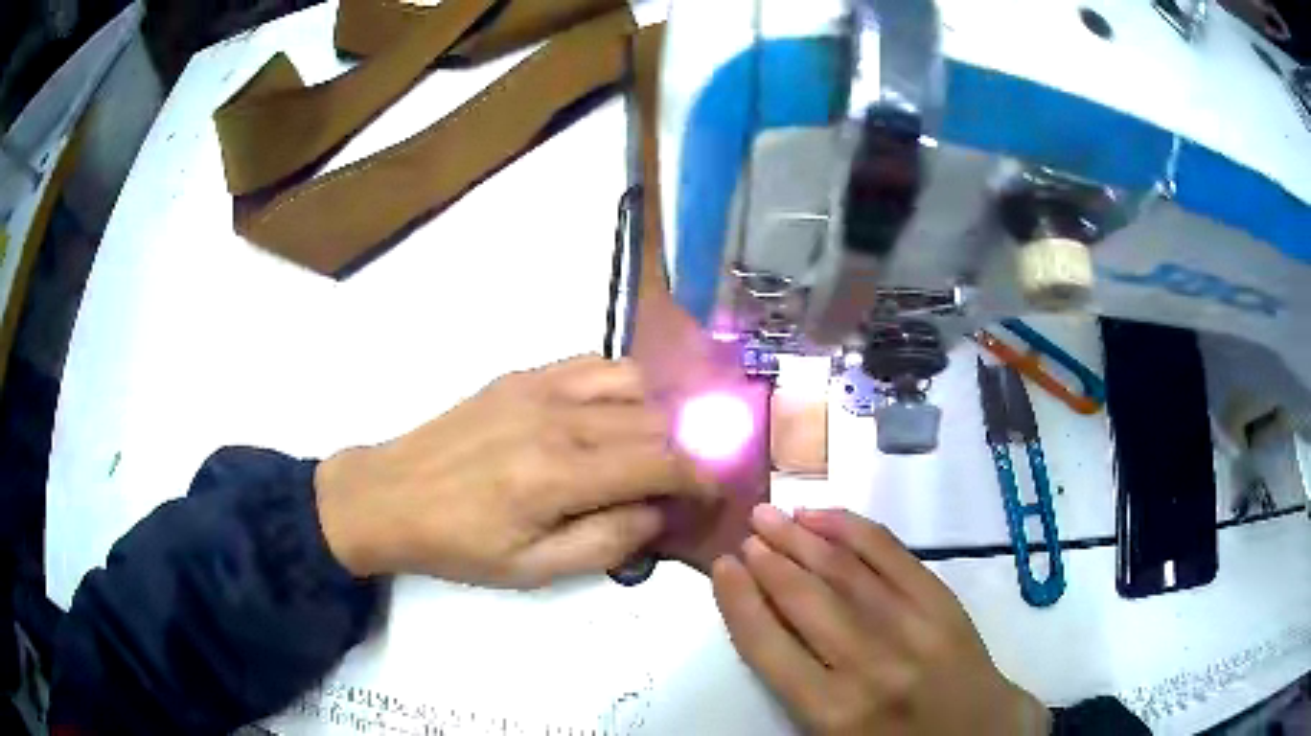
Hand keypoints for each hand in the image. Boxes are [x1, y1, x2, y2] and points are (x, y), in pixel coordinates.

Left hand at [314, 355, 717, 586]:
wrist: (390, 496)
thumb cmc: (459, 544)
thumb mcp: (532, 569)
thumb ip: (605, 542)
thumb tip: (657, 514)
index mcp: (558, 475)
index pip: (660, 462)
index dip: (698, 478)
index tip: (710, 495)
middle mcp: (557, 419)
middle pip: (653, 420)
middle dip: (684, 451)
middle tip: (682, 482)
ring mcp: (538, 387)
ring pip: (632, 381)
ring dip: (657, 413)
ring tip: (652, 447)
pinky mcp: (522, 375)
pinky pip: (593, 364)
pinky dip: (621, 385)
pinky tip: (614, 413)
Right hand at [712, 507, 1049, 735]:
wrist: (980, 732)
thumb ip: (797, 689)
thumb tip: (764, 622)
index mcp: (833, 712)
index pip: (770, 647)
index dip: (739, 602)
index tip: (722, 568)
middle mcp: (870, 665)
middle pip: (806, 600)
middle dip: (768, 561)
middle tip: (745, 533)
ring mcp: (913, 627)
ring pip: (846, 571)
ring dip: (803, 537)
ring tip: (770, 514)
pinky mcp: (943, 603)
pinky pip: (893, 556)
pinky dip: (855, 531)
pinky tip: (828, 517)